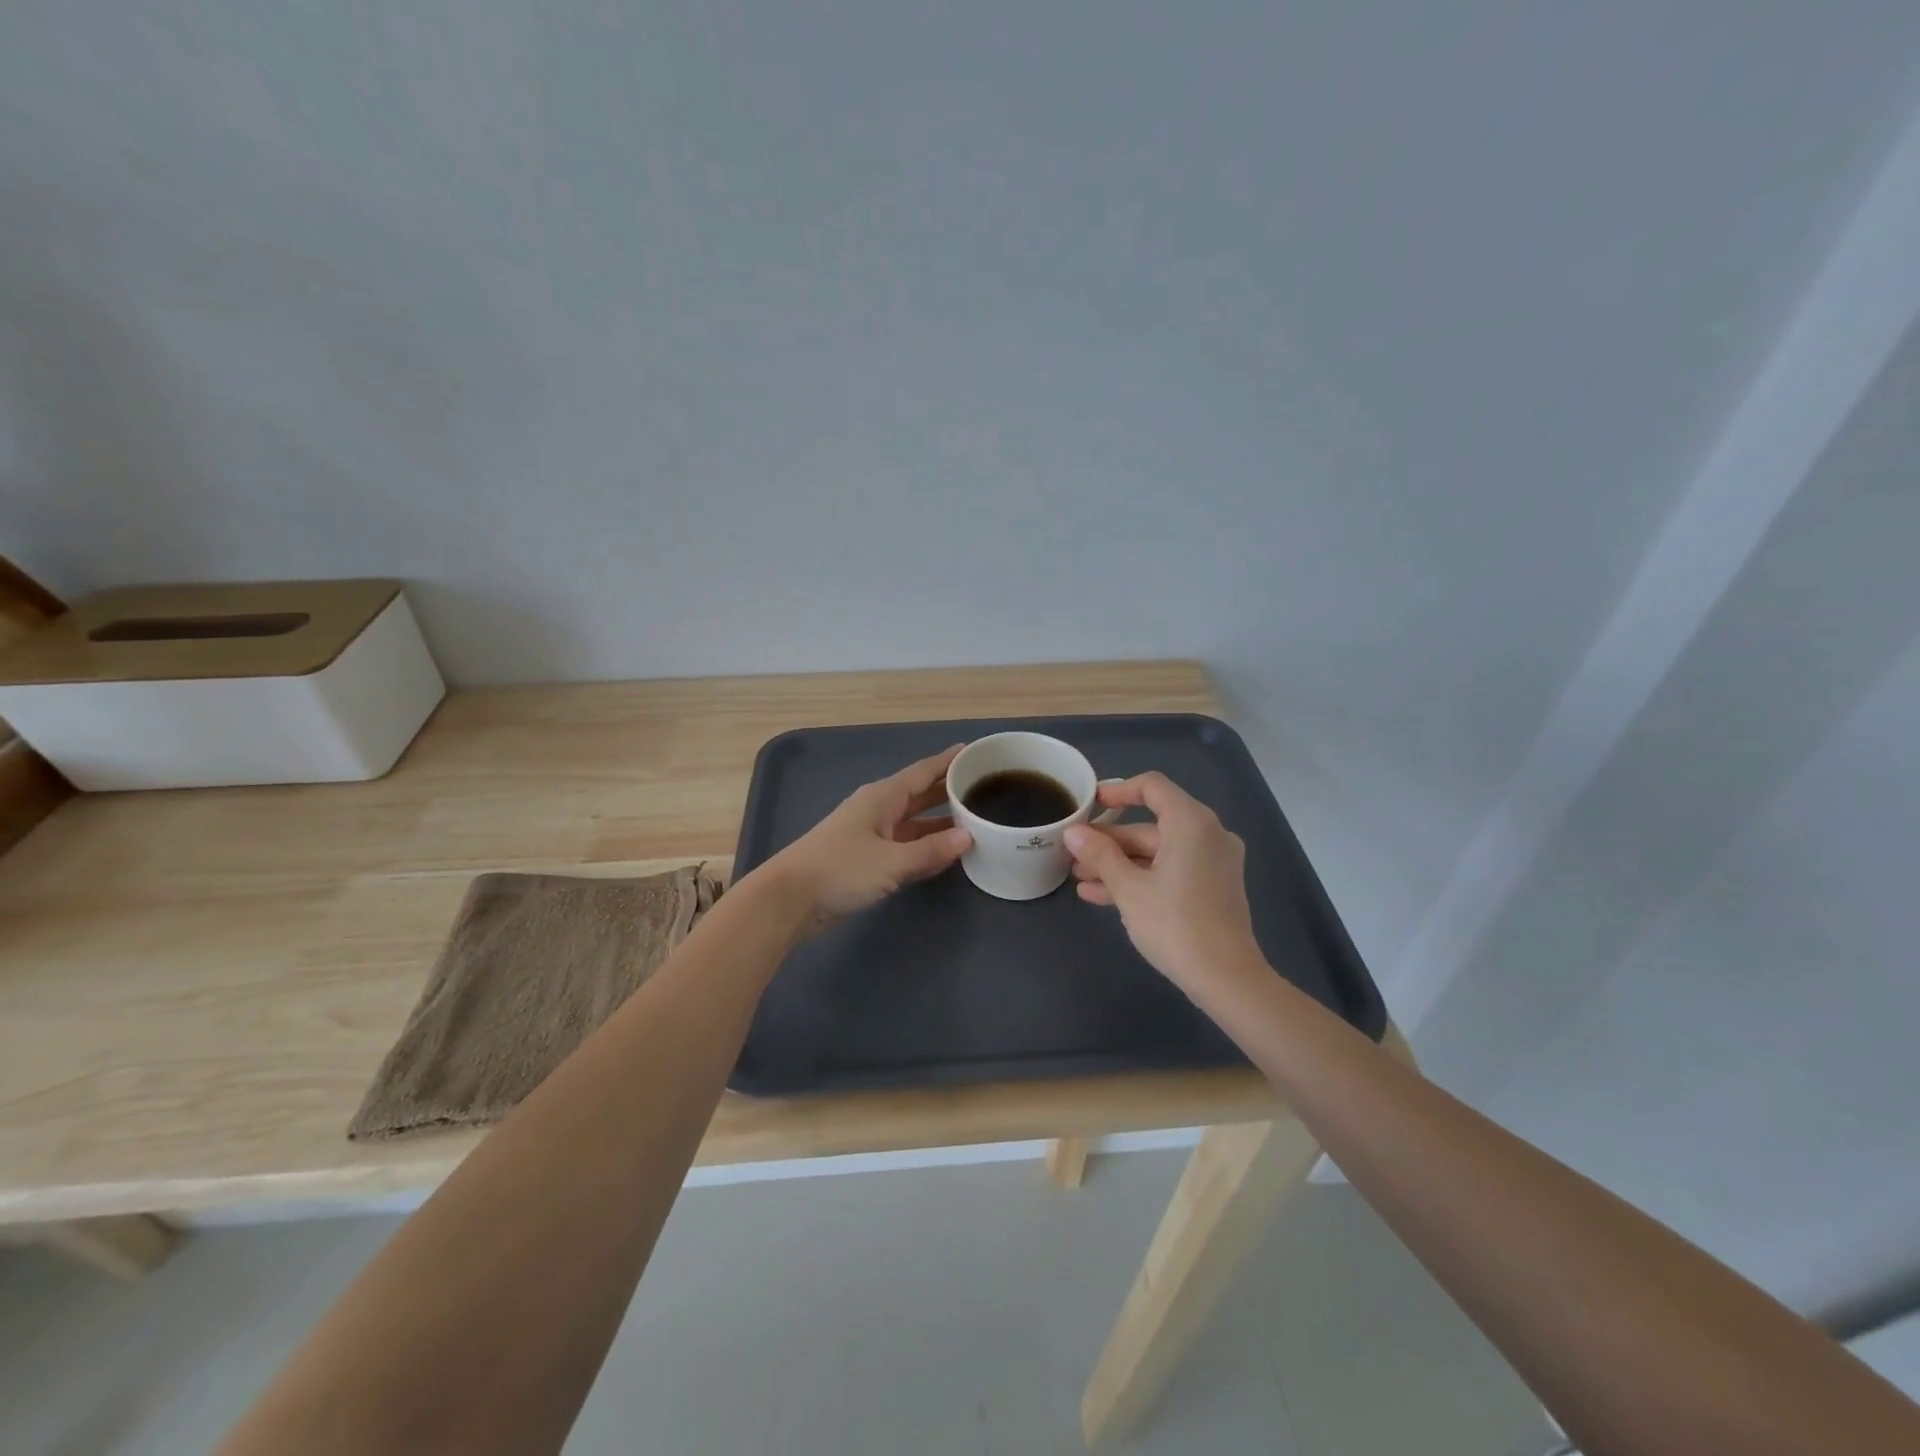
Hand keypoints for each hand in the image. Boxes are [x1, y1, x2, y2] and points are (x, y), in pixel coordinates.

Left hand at [756, 746, 973, 926]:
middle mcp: (877, 810)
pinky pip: (905, 847)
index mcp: (882, 798)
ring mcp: (871, 836)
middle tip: (983, 786)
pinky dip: (925, 848)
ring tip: (975, 821)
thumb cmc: (840, 869)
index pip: (922, 772)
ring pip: (913, 823)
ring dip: (940, 823)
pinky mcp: (866, 861)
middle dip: (948, 791)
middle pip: (919, 795)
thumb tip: (967, 837)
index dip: (947, 762)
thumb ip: (930, 850)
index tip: (972, 752)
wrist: (789, 899)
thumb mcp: (891, 861)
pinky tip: (947, 854)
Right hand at [1064, 772, 1264, 996]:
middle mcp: (1208, 834)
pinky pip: (1171, 870)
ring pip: (1158, 851)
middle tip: (1074, 853)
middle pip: (1150, 824)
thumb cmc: (1175, 924)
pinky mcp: (1213, 888)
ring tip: (1080, 878)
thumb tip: (1073, 832)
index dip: (1117, 791)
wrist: (1227, 979)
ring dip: (1119, 863)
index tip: (1089, 804)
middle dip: (1110, 840)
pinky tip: (1102, 896)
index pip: (1151, 787)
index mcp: (1191, 823)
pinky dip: (1141, 877)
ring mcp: (1213, 862)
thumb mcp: (1128, 888)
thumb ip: (1099, 854)